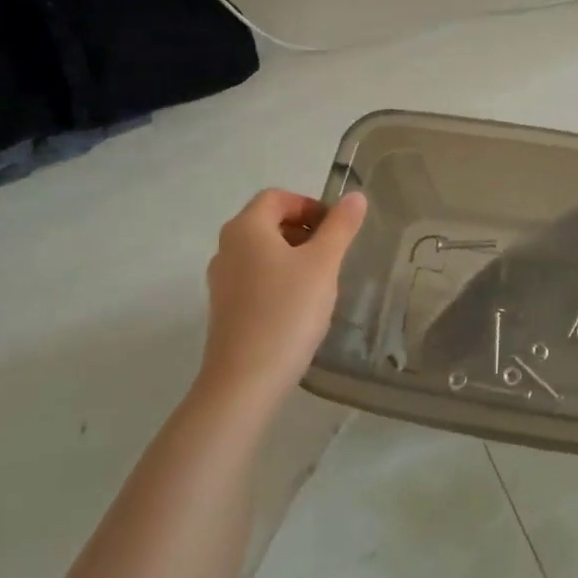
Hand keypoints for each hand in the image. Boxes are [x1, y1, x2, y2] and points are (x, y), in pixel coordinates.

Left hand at [199, 189, 367, 408]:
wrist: (246, 380)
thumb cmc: (287, 311)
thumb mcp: (323, 264)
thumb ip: (341, 227)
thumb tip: (355, 196)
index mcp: (246, 228)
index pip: (277, 197)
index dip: (309, 205)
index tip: (336, 229)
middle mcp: (226, 248)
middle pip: (268, 222)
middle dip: (304, 231)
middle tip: (333, 254)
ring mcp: (221, 280)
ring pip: (262, 252)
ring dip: (293, 256)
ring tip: (321, 281)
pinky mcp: (224, 308)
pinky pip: (255, 278)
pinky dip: (279, 280)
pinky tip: (299, 306)